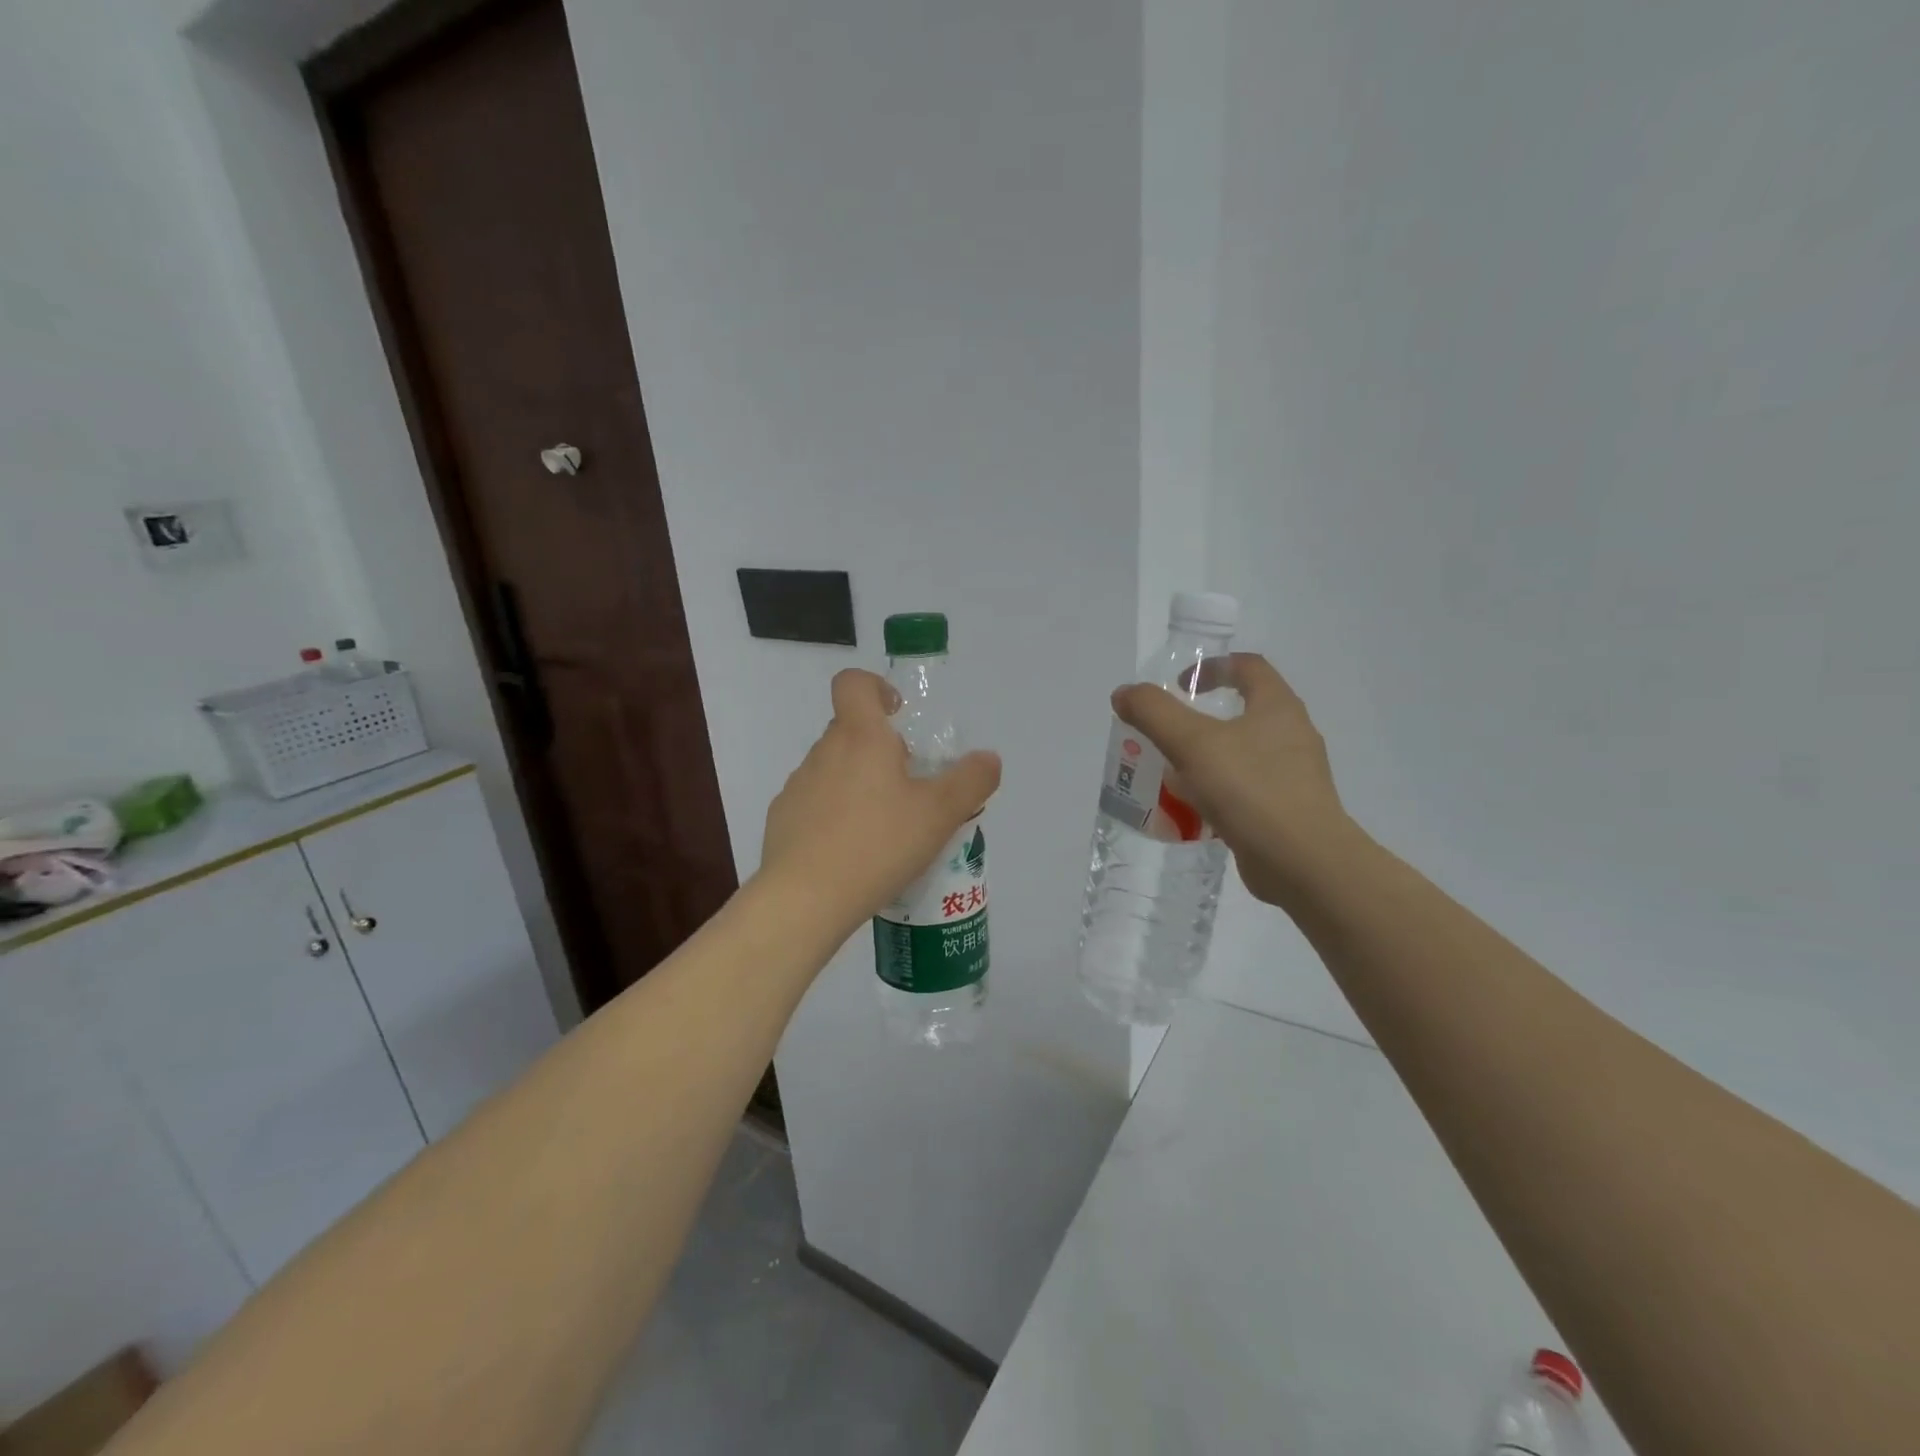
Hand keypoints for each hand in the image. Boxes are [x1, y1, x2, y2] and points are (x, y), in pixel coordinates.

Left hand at [761, 669, 1001, 930]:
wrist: (804, 899)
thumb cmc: (877, 845)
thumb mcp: (940, 814)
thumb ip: (970, 781)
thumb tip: (988, 758)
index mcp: (860, 737)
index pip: (853, 683)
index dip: (876, 687)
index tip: (898, 716)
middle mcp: (824, 752)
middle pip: (850, 730)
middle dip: (880, 749)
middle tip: (909, 788)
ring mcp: (797, 786)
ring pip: (833, 769)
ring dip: (858, 784)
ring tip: (883, 829)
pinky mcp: (782, 820)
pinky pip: (814, 803)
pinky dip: (834, 815)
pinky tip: (851, 852)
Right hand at [1112, 654, 1349, 905]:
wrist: (1303, 862)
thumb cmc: (1250, 789)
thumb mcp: (1192, 743)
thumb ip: (1153, 712)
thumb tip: (1124, 693)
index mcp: (1278, 707)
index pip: (1248, 666)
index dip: (1211, 667)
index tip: (1179, 684)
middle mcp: (1292, 734)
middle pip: (1243, 711)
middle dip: (1200, 720)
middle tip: (1166, 735)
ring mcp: (1294, 775)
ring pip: (1242, 754)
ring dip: (1206, 758)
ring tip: (1172, 775)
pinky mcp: (1288, 810)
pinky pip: (1246, 789)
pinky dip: (1218, 792)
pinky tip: (1193, 810)